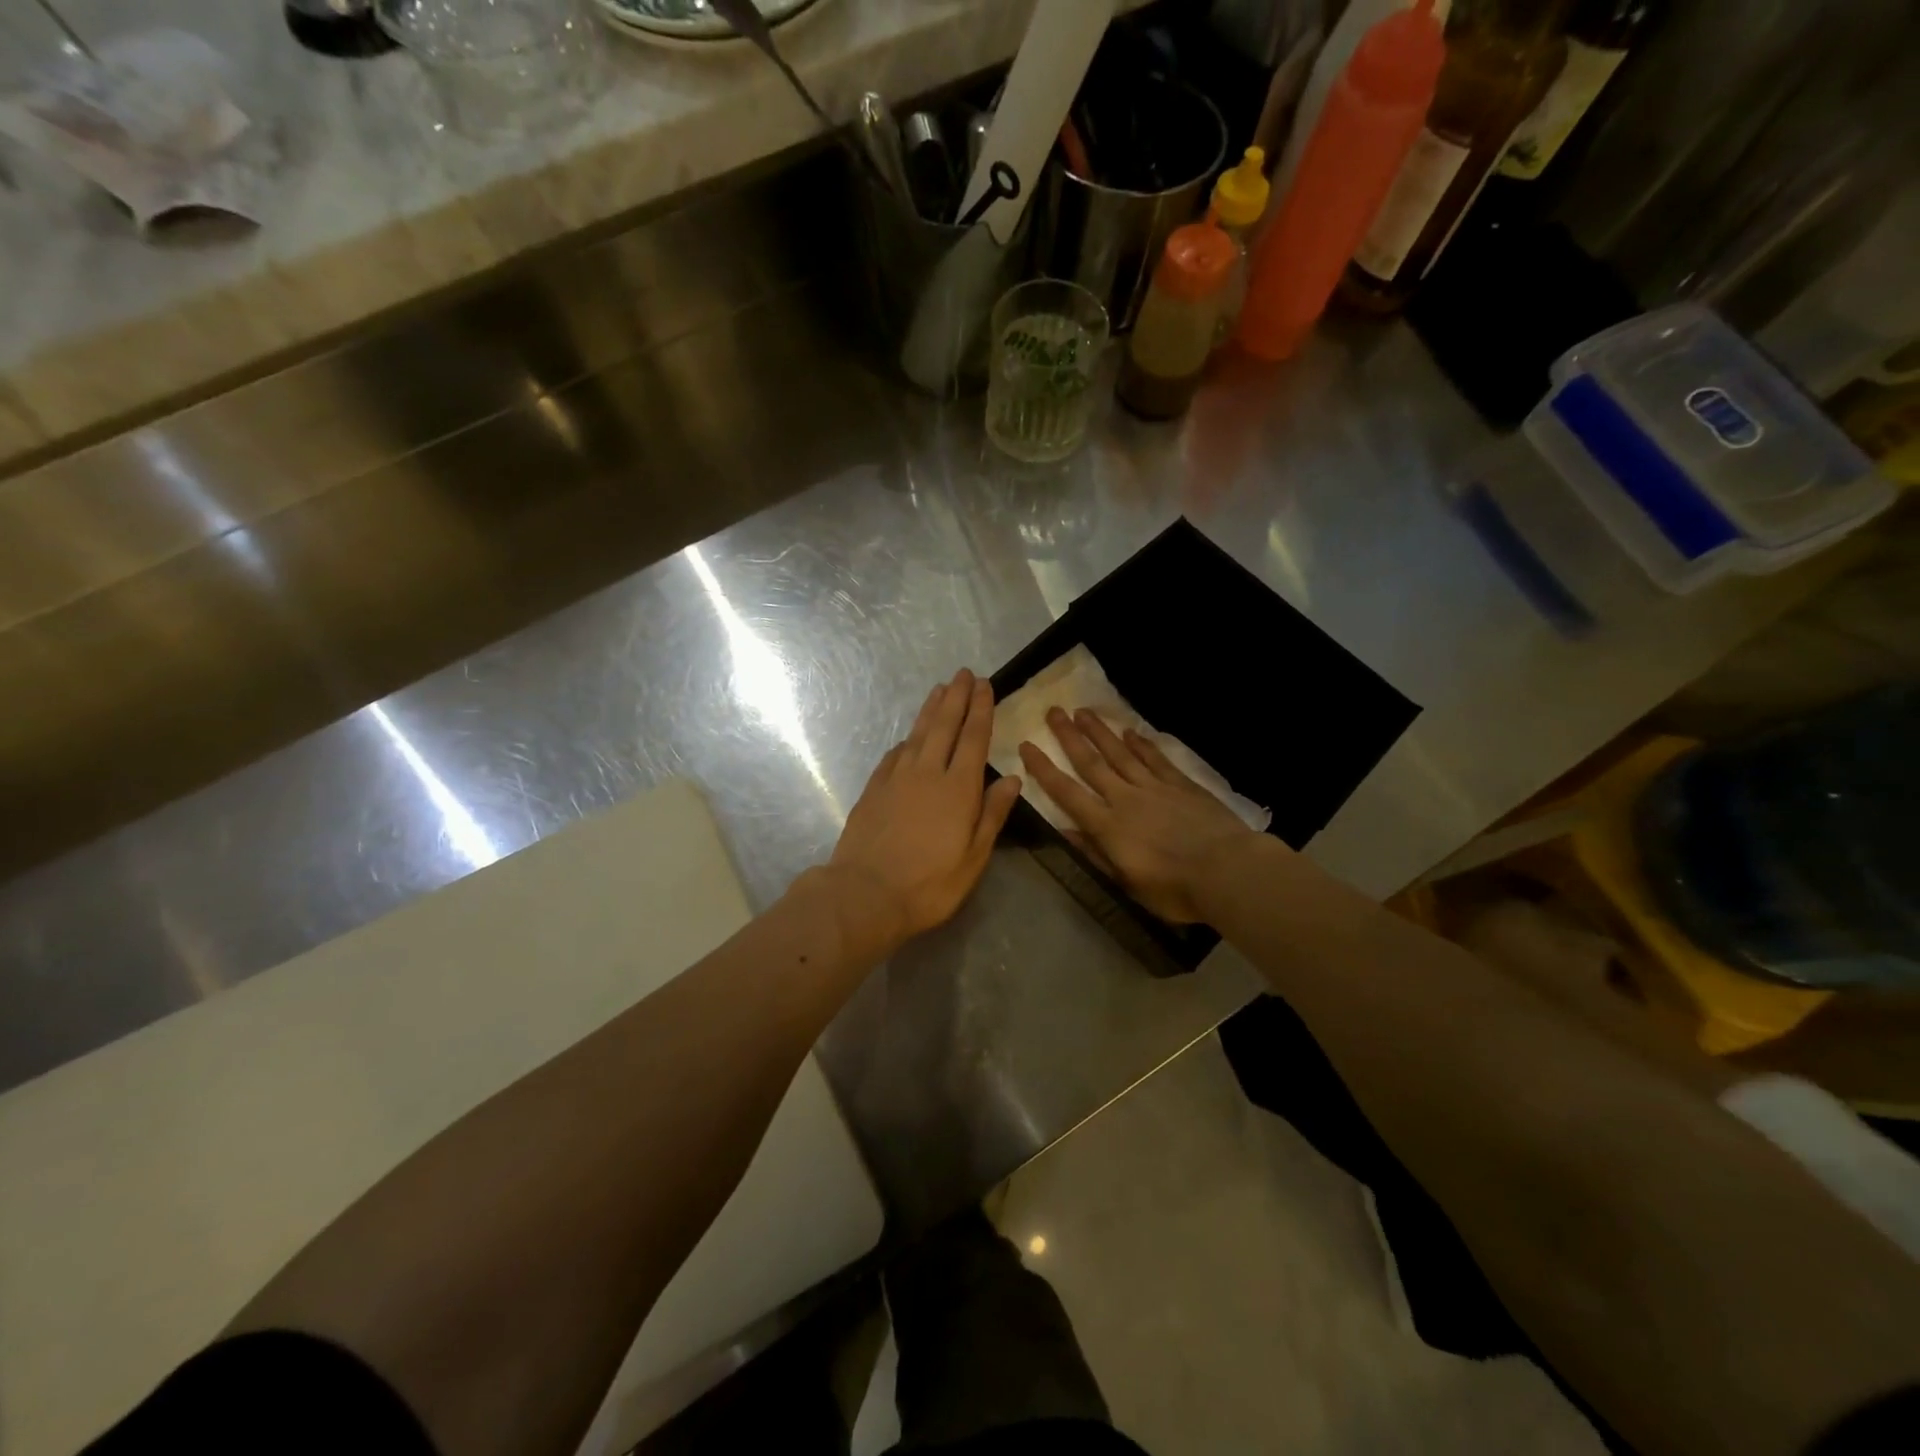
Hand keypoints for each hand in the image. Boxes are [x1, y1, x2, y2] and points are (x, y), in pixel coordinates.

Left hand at [828, 670, 1022, 950]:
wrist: (865, 894)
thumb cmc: (929, 884)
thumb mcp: (973, 858)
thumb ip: (992, 814)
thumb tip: (1011, 778)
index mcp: (958, 789)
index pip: (973, 739)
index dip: (980, 710)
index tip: (984, 685)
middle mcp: (927, 773)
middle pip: (944, 726)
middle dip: (956, 698)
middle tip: (963, 673)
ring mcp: (896, 779)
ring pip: (917, 734)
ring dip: (930, 710)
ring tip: (940, 689)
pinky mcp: (874, 789)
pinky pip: (894, 755)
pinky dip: (905, 741)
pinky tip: (908, 737)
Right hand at [1018, 708, 1261, 924]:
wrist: (1227, 871)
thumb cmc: (1173, 889)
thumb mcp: (1126, 883)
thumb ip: (1095, 854)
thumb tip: (1063, 830)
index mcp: (1108, 826)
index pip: (1067, 793)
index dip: (1044, 769)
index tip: (1028, 745)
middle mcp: (1125, 799)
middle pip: (1092, 763)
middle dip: (1070, 737)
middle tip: (1054, 711)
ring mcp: (1155, 787)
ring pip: (1121, 753)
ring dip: (1100, 732)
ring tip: (1083, 711)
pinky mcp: (1182, 784)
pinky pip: (1156, 759)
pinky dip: (1141, 744)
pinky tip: (1131, 731)